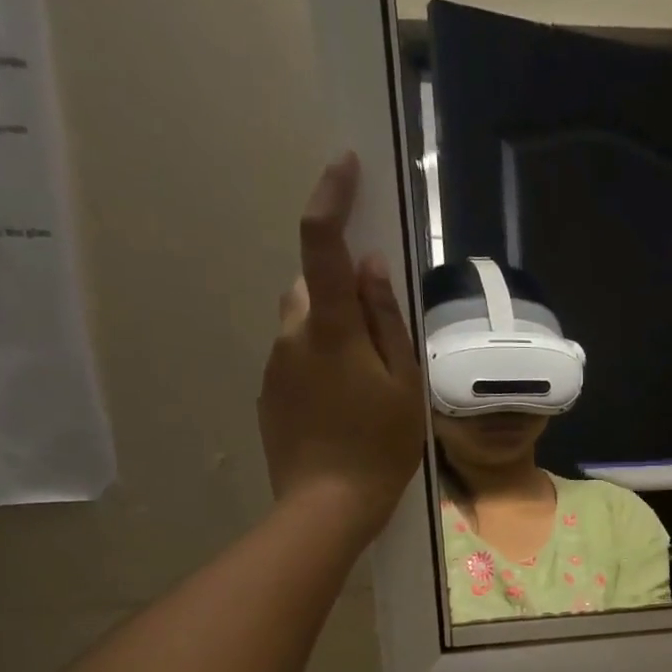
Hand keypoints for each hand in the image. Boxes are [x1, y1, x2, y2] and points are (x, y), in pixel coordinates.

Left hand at [259, 152, 423, 538]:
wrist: (326, 506)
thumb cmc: (380, 446)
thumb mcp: (403, 384)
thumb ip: (387, 321)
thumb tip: (371, 266)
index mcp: (331, 328)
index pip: (321, 243)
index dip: (331, 197)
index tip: (344, 166)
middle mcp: (291, 334)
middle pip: (311, 287)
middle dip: (341, 293)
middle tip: (381, 341)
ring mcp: (274, 365)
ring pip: (303, 324)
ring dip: (332, 334)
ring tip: (365, 386)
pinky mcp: (269, 393)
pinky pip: (295, 358)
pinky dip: (319, 364)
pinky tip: (342, 408)